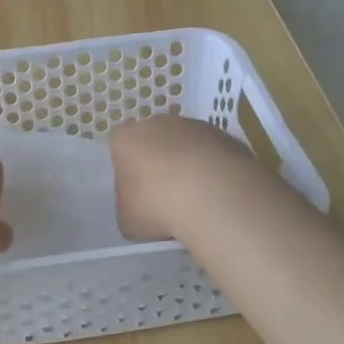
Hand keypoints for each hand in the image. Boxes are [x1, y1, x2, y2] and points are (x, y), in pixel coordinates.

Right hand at [109, 115, 263, 240]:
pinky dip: (213, 170)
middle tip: (166, 196)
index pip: (119, 149)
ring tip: (196, 199)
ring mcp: (193, 126)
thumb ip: (129, 208)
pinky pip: (212, 154)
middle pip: (153, 141)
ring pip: (185, 146)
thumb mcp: (128, 220)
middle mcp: (156, 123)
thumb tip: (141, 208)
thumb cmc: (156, 205)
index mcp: (125, 139)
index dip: (127, 172)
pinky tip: (217, 194)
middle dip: (158, 164)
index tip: (137, 195)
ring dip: (188, 166)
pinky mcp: (224, 135)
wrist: (212, 194)